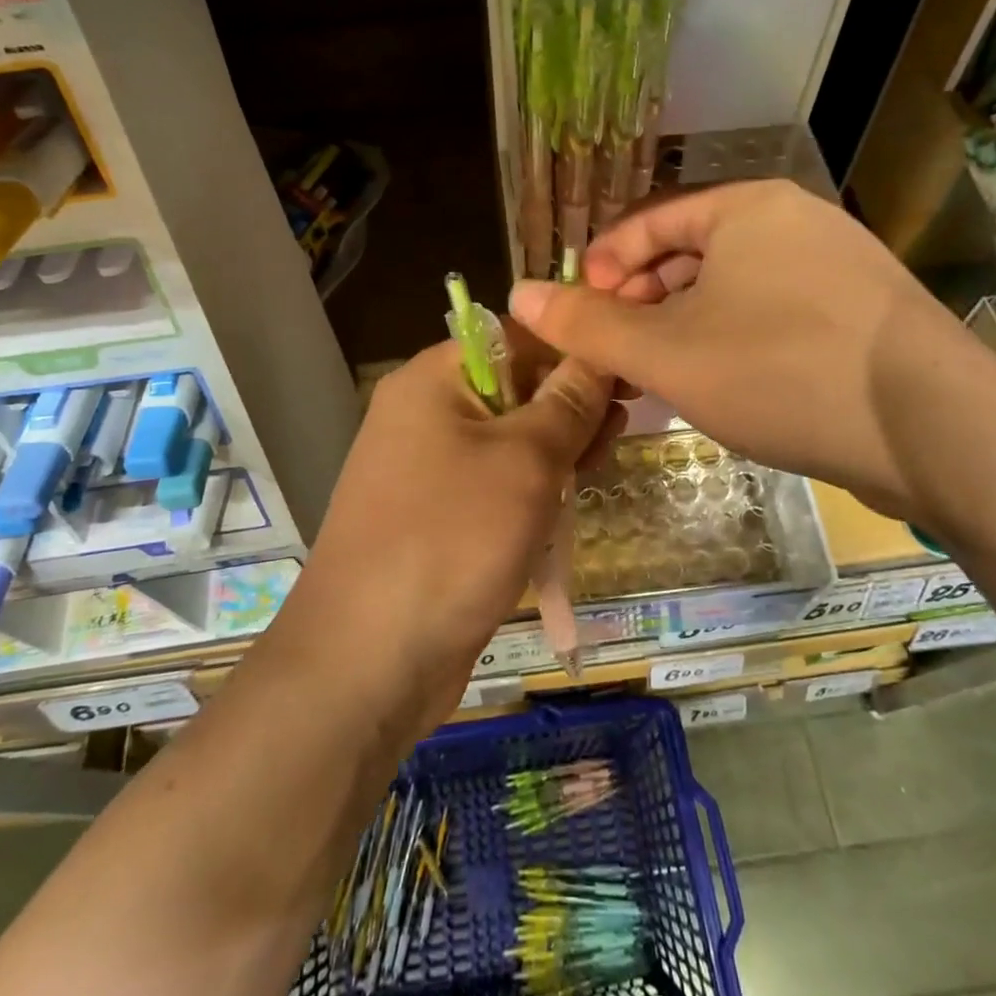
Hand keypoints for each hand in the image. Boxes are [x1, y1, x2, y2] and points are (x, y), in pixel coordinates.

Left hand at [285, 338, 620, 728]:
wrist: (368, 660)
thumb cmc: (451, 539)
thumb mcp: (526, 461)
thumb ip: (568, 402)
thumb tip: (598, 354)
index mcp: (434, 379)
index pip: (517, 336)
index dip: (574, 351)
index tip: (627, 376)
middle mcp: (425, 412)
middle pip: (515, 387)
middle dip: (570, 406)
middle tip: (618, 433)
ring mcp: (427, 466)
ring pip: (509, 439)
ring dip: (556, 450)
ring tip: (598, 469)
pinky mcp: (436, 514)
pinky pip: (494, 483)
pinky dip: (531, 489)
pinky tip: (566, 504)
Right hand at [508, 178, 995, 520]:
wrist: (937, 432)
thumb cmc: (783, 372)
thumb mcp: (668, 353)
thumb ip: (587, 326)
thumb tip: (518, 294)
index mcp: (748, 208)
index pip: (649, 222)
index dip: (603, 268)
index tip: (579, 316)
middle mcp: (796, 222)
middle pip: (690, 255)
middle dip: (641, 303)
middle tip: (615, 354)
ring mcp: (837, 267)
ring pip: (732, 289)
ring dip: (684, 328)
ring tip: (658, 377)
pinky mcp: (862, 315)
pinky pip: (772, 314)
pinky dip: (732, 342)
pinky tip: (720, 386)